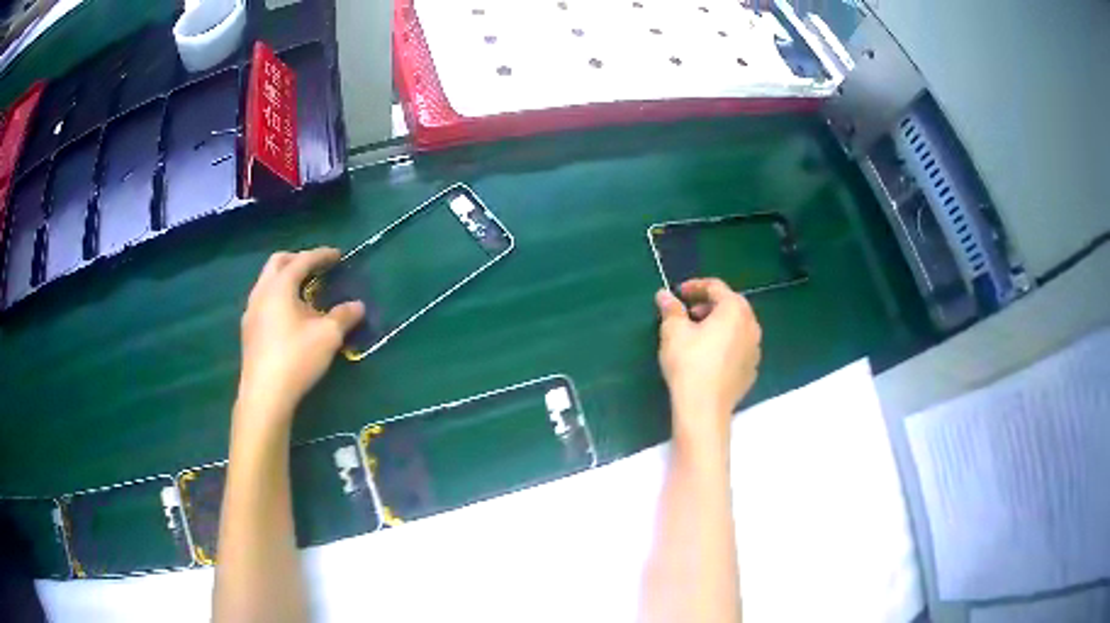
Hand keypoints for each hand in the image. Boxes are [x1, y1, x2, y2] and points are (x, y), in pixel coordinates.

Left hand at [236, 248, 364, 428]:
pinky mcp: (248, 330)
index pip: (302, 260)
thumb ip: (344, 316)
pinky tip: (288, 317)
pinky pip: (263, 300)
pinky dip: (277, 297)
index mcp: (280, 286)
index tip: (338, 255)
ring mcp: (251, 312)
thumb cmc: (296, 358)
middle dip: (297, 260)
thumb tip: (358, 306)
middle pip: (277, 263)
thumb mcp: (328, 336)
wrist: (265, 394)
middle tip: (316, 267)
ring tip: (303, 292)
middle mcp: (261, 292)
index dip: (321, 255)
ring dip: (285, 279)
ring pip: (267, 282)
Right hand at [656, 278, 761, 443]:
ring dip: (719, 325)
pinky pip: (739, 348)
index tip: (678, 293)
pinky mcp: (752, 370)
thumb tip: (664, 295)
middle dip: (709, 306)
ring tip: (697, 335)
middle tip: (688, 314)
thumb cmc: (689, 363)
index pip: (716, 287)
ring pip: (737, 327)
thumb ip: (671, 309)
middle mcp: (751, 325)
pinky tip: (709, 357)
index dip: (695, 287)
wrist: (704, 408)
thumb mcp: (673, 332)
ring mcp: (755, 349)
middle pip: (731, 306)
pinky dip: (726, 344)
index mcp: (734, 309)